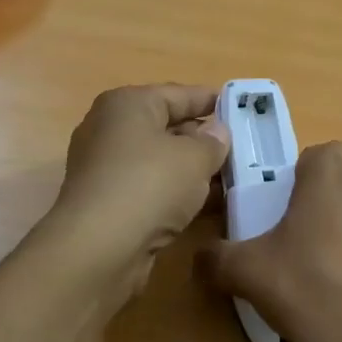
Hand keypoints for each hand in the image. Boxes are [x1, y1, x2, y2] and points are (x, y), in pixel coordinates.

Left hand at [42, 84, 228, 302]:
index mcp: (127, 104)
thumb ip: (213, 141)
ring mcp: (106, 169)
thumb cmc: (149, 185)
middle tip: (242, 149)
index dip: (211, 100)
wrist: (100, 248)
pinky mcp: (109, 203)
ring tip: (232, 179)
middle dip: (204, 139)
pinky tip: (207, 206)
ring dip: (194, 171)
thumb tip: (217, 132)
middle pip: (167, 127)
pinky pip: (152, 189)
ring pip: (161, 162)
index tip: (241, 108)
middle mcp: (110, 130)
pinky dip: (177, 194)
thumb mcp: (195, 157)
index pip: (178, 94)